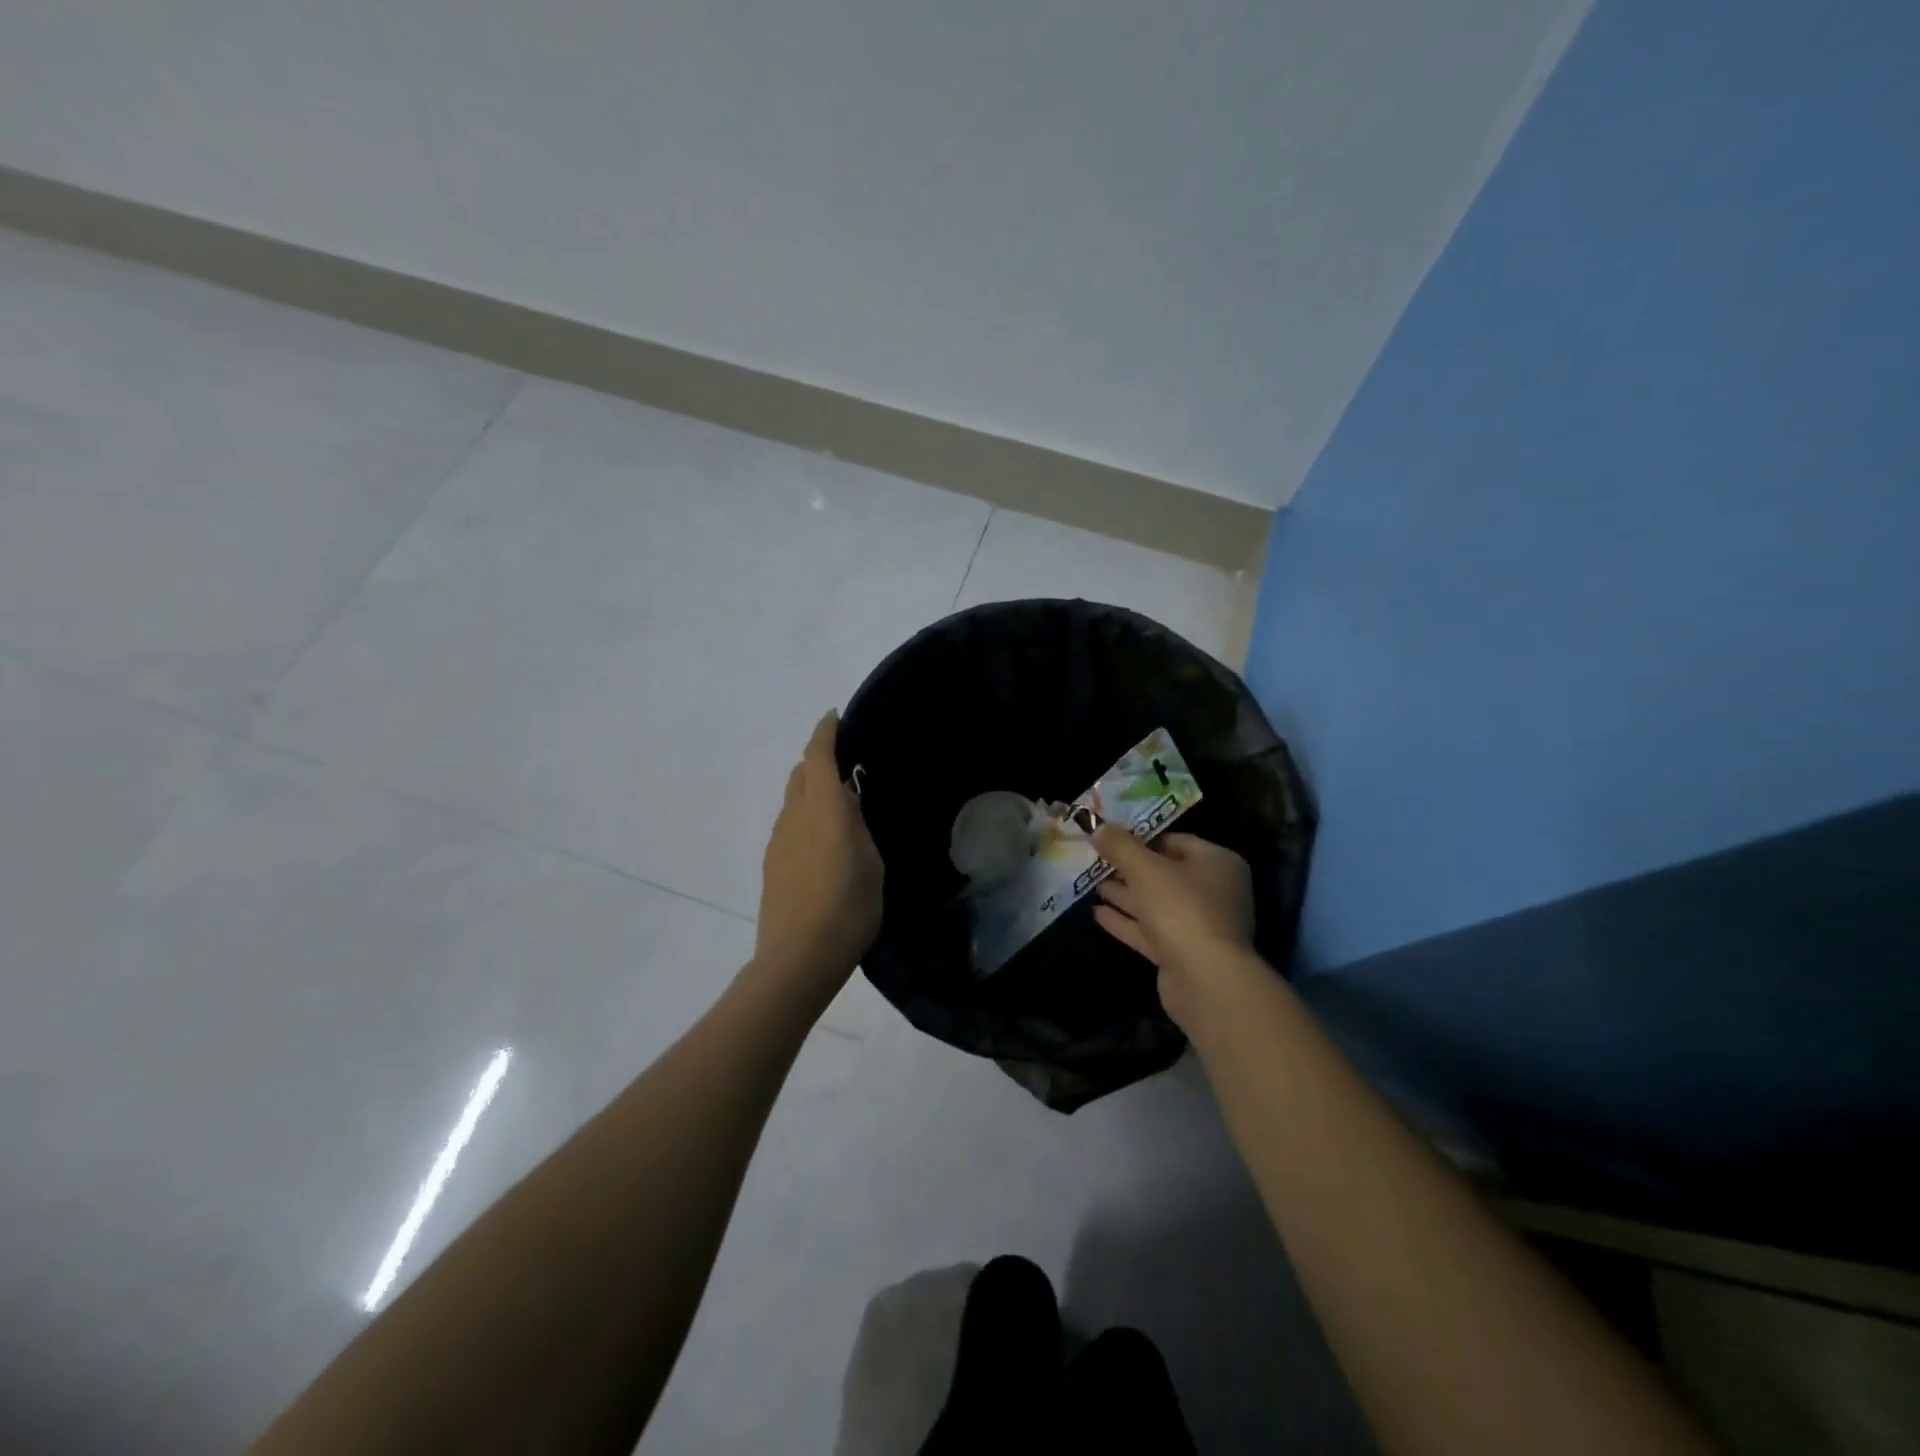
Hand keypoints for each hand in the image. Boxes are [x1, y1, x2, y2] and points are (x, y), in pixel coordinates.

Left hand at [753, 711, 883, 1002]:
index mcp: (824, 811)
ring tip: (838, 807)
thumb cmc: (848, 910)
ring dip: (810, 789)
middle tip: (844, 764)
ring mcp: (778, 840)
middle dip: (817, 759)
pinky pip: (788, 823)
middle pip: (800, 773)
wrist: (797, 959)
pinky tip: (821, 840)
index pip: (818, 757)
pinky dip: (804, 815)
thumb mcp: (871, 865)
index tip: (835, 716)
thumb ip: (858, 827)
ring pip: (792, 799)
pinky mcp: (772, 863)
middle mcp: (795, 817)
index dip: (825, 733)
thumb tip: (847, 803)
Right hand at [1090, 827, 1256, 1033]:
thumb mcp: (1144, 868)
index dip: (1142, 837)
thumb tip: (1097, 826)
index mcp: (1217, 863)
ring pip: (1156, 904)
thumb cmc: (1181, 908)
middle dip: (1129, 868)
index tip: (1111, 837)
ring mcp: (1200, 926)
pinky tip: (1097, 913)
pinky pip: (1151, 931)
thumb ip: (1120, 845)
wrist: (1205, 980)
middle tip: (1096, 860)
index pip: (1176, 841)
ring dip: (1125, 895)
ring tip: (1092, 883)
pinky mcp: (1183, 954)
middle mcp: (1214, 892)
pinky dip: (1127, 921)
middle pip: (1165, 873)